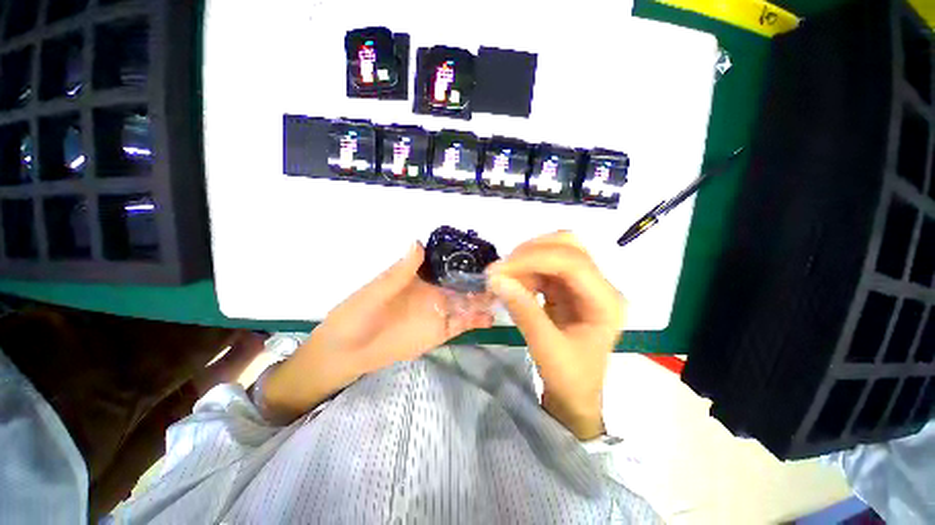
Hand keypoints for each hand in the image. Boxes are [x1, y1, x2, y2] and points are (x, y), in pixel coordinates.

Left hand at [262, 242, 492, 420]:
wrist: (347, 352)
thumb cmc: (356, 315)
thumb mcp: (376, 291)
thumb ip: (399, 272)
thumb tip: (417, 242)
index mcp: (419, 277)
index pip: (446, 264)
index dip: (465, 259)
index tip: (485, 254)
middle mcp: (433, 292)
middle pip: (462, 283)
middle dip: (481, 280)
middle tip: (504, 277)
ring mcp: (438, 312)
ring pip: (466, 303)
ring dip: (483, 299)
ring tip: (504, 295)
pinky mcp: (439, 332)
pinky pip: (461, 324)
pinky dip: (476, 320)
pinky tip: (490, 318)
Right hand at [486, 232, 625, 438]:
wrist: (575, 395)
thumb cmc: (570, 379)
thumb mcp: (546, 350)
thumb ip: (524, 312)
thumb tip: (497, 279)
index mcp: (606, 302)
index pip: (573, 262)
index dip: (534, 259)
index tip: (500, 270)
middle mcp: (599, 285)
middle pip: (568, 246)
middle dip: (530, 253)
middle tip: (501, 269)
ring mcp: (583, 284)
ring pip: (554, 252)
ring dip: (525, 260)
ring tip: (502, 279)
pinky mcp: (568, 287)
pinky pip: (544, 267)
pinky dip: (524, 270)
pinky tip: (512, 284)